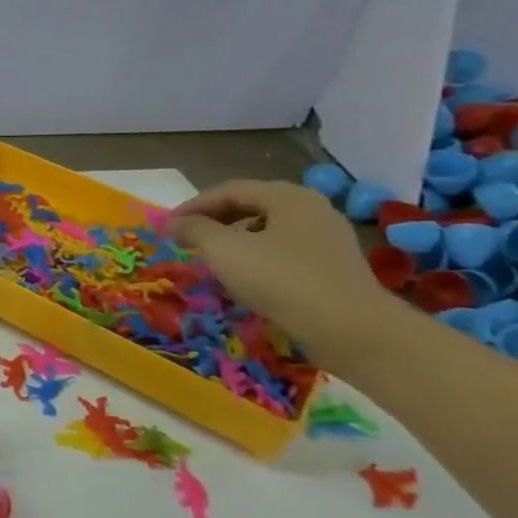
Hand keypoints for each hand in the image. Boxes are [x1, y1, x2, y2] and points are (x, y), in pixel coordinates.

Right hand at [168, 179, 397, 351]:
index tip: (168, 226)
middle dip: (215, 220)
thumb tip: (175, 222)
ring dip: (235, 239)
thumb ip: (195, 230)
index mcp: (288, 197)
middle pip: (253, 206)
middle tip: (187, 239)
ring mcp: (327, 239)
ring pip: (269, 230)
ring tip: (212, 258)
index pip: (231, 190)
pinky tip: (244, 278)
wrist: (348, 328)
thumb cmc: (280, 279)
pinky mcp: (333, 267)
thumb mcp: (224, 250)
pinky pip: (285, 252)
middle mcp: (312, 210)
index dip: (194, 205)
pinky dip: (257, 257)